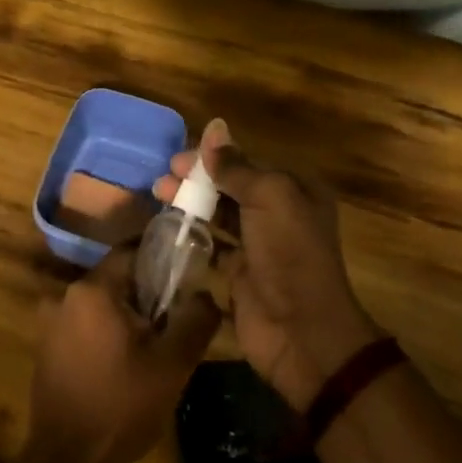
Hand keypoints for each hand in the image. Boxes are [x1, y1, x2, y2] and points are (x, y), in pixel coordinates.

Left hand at [28, 248, 221, 462]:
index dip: (160, 261)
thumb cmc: (121, 406)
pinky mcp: (46, 348)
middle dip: (146, 296)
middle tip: (174, 322)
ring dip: (126, 319)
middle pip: (116, 280)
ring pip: (100, 306)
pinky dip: (105, 335)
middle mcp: (64, 296)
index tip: (185, 277)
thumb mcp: (171, 365)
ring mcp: (50, 323)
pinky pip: (84, 327)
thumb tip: (205, 294)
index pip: (131, 253)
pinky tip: (123, 367)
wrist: (67, 460)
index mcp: (92, 290)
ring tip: (153, 350)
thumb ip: (194, 321)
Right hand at [156, 120, 378, 409]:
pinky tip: (168, 229)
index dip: (212, 157)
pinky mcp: (240, 274)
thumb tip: (214, 131)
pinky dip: (192, 236)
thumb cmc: (289, 254)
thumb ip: (237, 167)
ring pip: (219, 215)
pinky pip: (212, 246)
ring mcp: (259, 246)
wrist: (302, 331)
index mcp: (294, 191)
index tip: (177, 158)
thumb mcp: (269, 198)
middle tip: (162, 179)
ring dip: (190, 204)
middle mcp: (279, 214)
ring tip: (159, 197)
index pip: (247, 162)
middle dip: (196, 179)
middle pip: (230, 187)